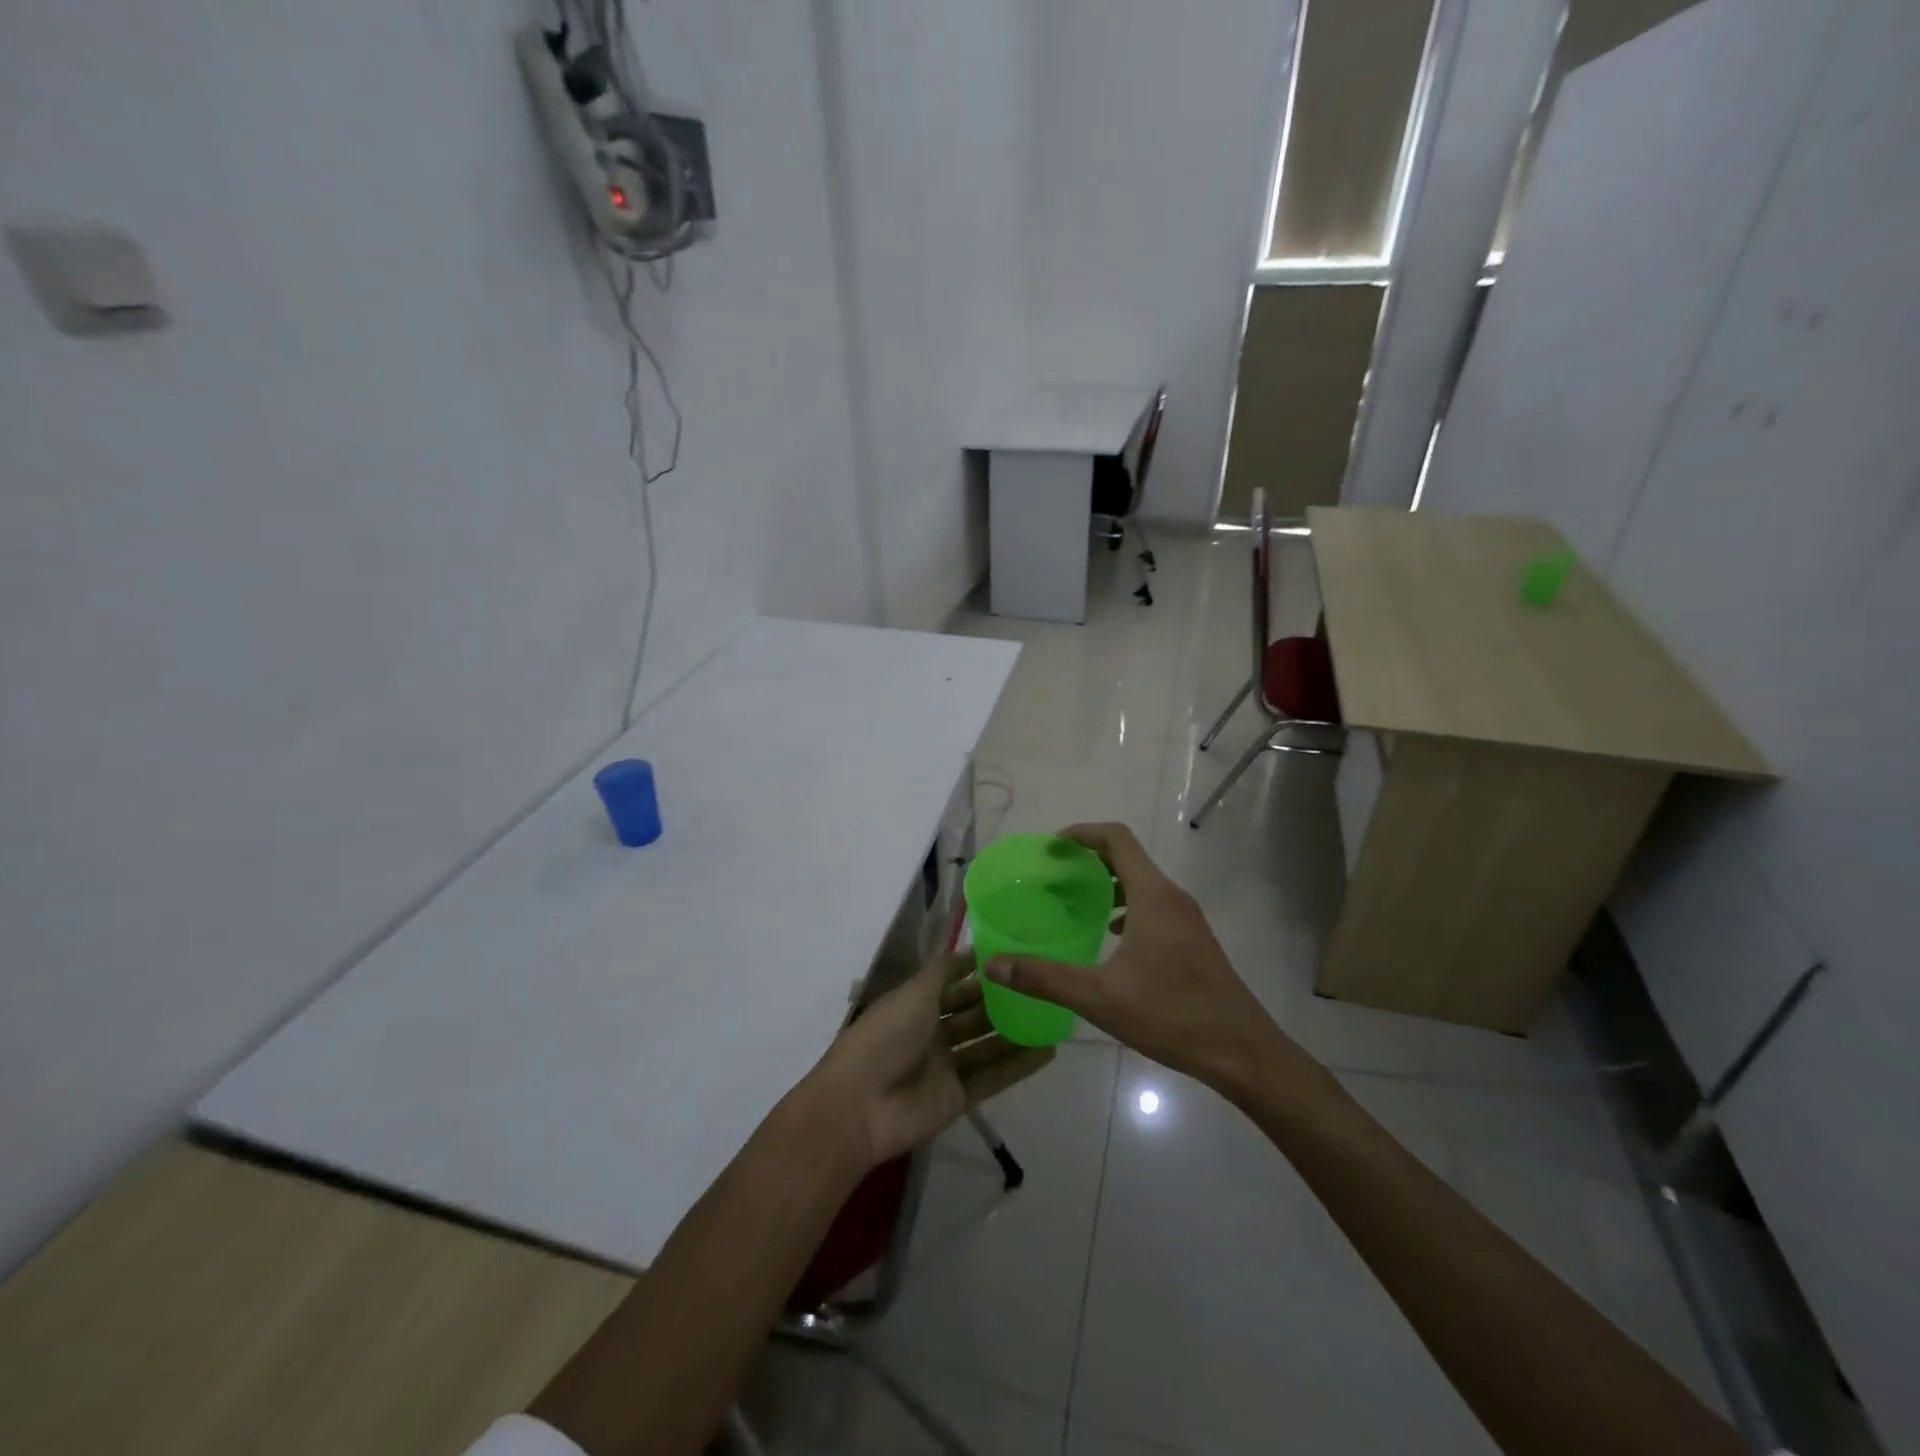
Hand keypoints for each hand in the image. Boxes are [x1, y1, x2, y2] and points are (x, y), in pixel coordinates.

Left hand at [804, 950, 1052, 1169]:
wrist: (859, 1106)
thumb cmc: (885, 1037)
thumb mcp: (913, 993)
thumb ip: (943, 972)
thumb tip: (968, 948)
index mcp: (914, 1004)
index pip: (951, 982)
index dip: (976, 970)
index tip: (1011, 954)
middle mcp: (930, 1032)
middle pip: (971, 1013)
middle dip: (1000, 1000)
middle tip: (1040, 984)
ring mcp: (944, 1067)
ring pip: (987, 1045)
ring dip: (1015, 1032)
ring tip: (1052, 1015)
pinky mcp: (958, 1098)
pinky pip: (993, 1077)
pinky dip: (1019, 1066)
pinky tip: (1048, 1051)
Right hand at [984, 823, 1298, 1095]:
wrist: (1242, 1051)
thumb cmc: (1172, 1015)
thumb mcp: (1099, 998)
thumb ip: (1044, 978)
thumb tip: (994, 964)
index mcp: (1153, 896)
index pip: (1117, 838)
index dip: (1082, 833)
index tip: (1051, 847)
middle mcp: (1172, 897)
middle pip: (1128, 857)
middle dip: (1089, 859)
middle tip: (1053, 876)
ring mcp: (1187, 919)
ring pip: (1142, 883)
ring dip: (1108, 883)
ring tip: (1074, 903)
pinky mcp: (1193, 940)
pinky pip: (1154, 905)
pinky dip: (1126, 906)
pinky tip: (1110, 937)